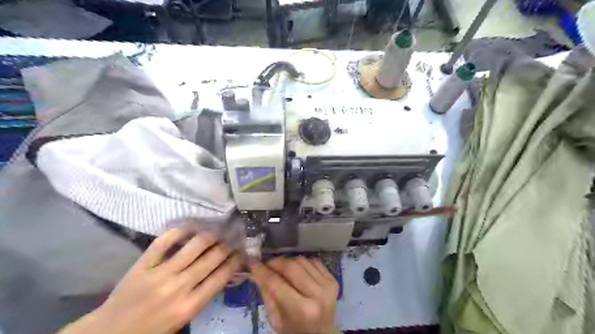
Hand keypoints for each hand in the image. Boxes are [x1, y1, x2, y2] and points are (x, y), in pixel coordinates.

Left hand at [59, 227, 241, 333]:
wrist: (111, 333)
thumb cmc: (153, 329)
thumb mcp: (184, 319)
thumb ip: (204, 295)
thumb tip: (224, 270)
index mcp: (190, 305)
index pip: (222, 275)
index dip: (236, 260)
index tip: (242, 252)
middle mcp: (179, 287)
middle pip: (213, 257)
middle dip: (227, 245)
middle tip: (232, 240)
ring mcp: (160, 273)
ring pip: (195, 244)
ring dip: (211, 235)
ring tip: (216, 233)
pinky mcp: (143, 264)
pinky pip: (165, 240)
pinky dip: (181, 230)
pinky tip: (192, 227)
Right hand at [250, 256, 338, 332]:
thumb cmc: (295, 330)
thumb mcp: (276, 319)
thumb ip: (267, 294)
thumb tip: (256, 271)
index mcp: (302, 310)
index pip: (277, 283)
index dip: (262, 270)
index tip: (251, 261)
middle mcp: (318, 295)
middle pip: (291, 267)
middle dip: (275, 262)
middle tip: (266, 265)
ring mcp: (328, 285)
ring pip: (302, 260)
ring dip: (288, 262)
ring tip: (282, 270)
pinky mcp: (333, 279)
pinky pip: (313, 261)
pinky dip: (302, 263)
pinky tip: (297, 272)